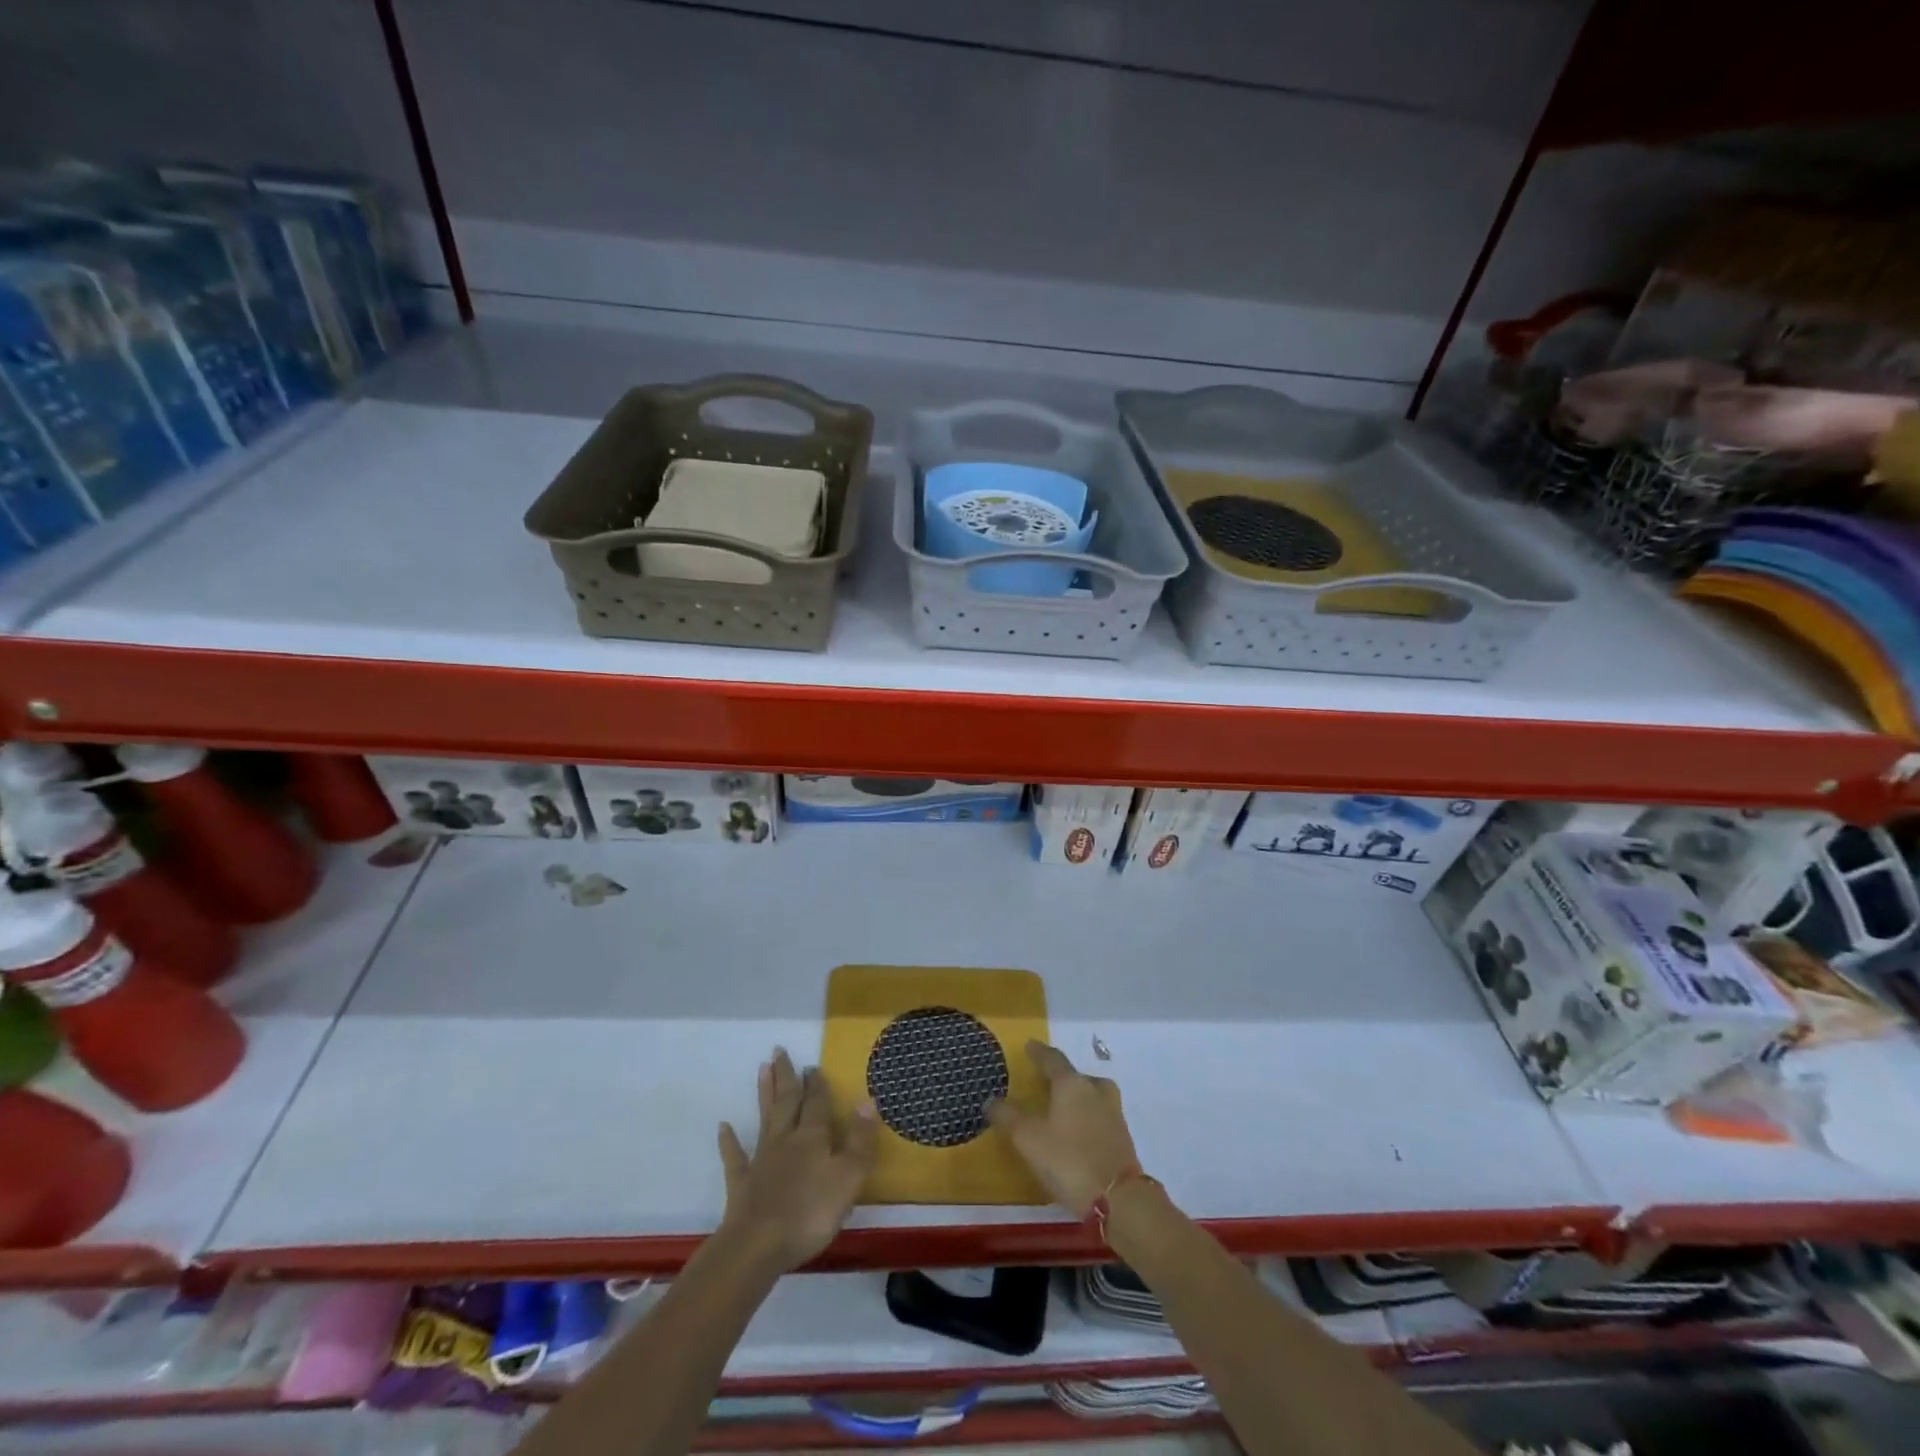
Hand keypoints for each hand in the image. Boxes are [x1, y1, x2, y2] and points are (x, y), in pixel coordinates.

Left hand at [717, 1048, 875, 1271]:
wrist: (758, 1246)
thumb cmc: (811, 1212)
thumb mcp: (848, 1176)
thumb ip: (860, 1139)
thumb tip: (867, 1099)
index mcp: (813, 1137)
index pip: (817, 1104)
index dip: (817, 1085)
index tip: (813, 1065)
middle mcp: (786, 1140)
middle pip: (788, 1102)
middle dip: (787, 1077)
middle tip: (780, 1050)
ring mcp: (761, 1161)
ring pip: (765, 1119)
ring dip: (764, 1094)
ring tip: (762, 1068)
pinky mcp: (741, 1184)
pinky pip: (735, 1158)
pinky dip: (729, 1141)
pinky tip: (723, 1127)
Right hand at [986, 1041, 1142, 1216]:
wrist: (1120, 1199)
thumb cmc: (1069, 1159)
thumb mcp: (1028, 1139)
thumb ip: (1008, 1116)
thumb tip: (991, 1099)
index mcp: (1072, 1083)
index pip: (1052, 1059)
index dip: (1039, 1052)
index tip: (1029, 1046)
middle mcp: (1095, 1089)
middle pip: (1075, 1076)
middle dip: (1059, 1077)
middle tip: (1044, 1082)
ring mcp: (1113, 1112)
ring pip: (1091, 1094)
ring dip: (1076, 1097)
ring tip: (1061, 1107)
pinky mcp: (1122, 1136)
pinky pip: (1099, 1115)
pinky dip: (1086, 1117)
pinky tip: (1077, 1131)